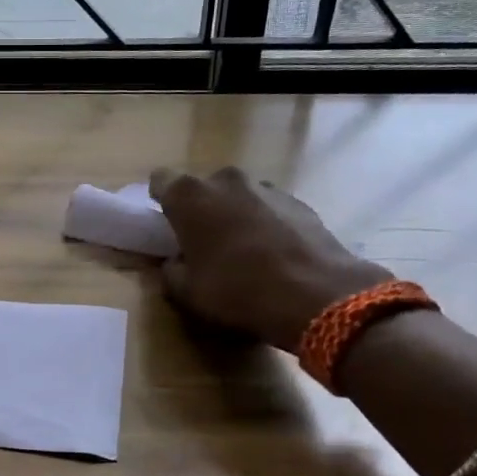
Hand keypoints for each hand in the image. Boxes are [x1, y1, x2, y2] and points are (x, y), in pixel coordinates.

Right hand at [148, 166, 390, 350]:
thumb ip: (171, 271)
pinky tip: (274, 257)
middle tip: (204, 244)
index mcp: (190, 196)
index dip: (161, 200)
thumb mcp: (186, 292)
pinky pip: (269, 209)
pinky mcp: (299, 201)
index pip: (161, 181)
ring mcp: (266, 188)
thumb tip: (176, 261)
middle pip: (204, 188)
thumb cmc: (236, 291)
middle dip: (202, 210)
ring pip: (239, 196)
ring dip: (236, 216)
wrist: (315, 295)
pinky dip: (266, 225)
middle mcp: (226, 180)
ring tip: (244, 253)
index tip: (166, 224)